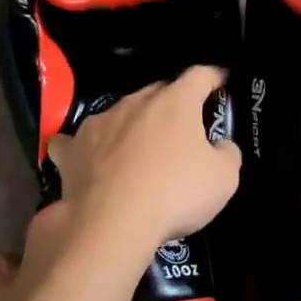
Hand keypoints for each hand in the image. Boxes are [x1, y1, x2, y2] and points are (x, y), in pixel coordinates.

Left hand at [48, 65, 241, 250]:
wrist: (112, 224)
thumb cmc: (175, 194)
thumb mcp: (224, 178)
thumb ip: (227, 153)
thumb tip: (220, 146)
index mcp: (175, 102)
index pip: (200, 75)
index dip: (214, 77)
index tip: (221, 82)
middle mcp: (135, 102)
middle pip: (158, 92)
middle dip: (173, 103)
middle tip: (183, 127)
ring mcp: (99, 122)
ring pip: (120, 112)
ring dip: (132, 124)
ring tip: (138, 147)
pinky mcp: (73, 149)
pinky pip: (78, 140)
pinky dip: (85, 146)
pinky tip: (86, 156)